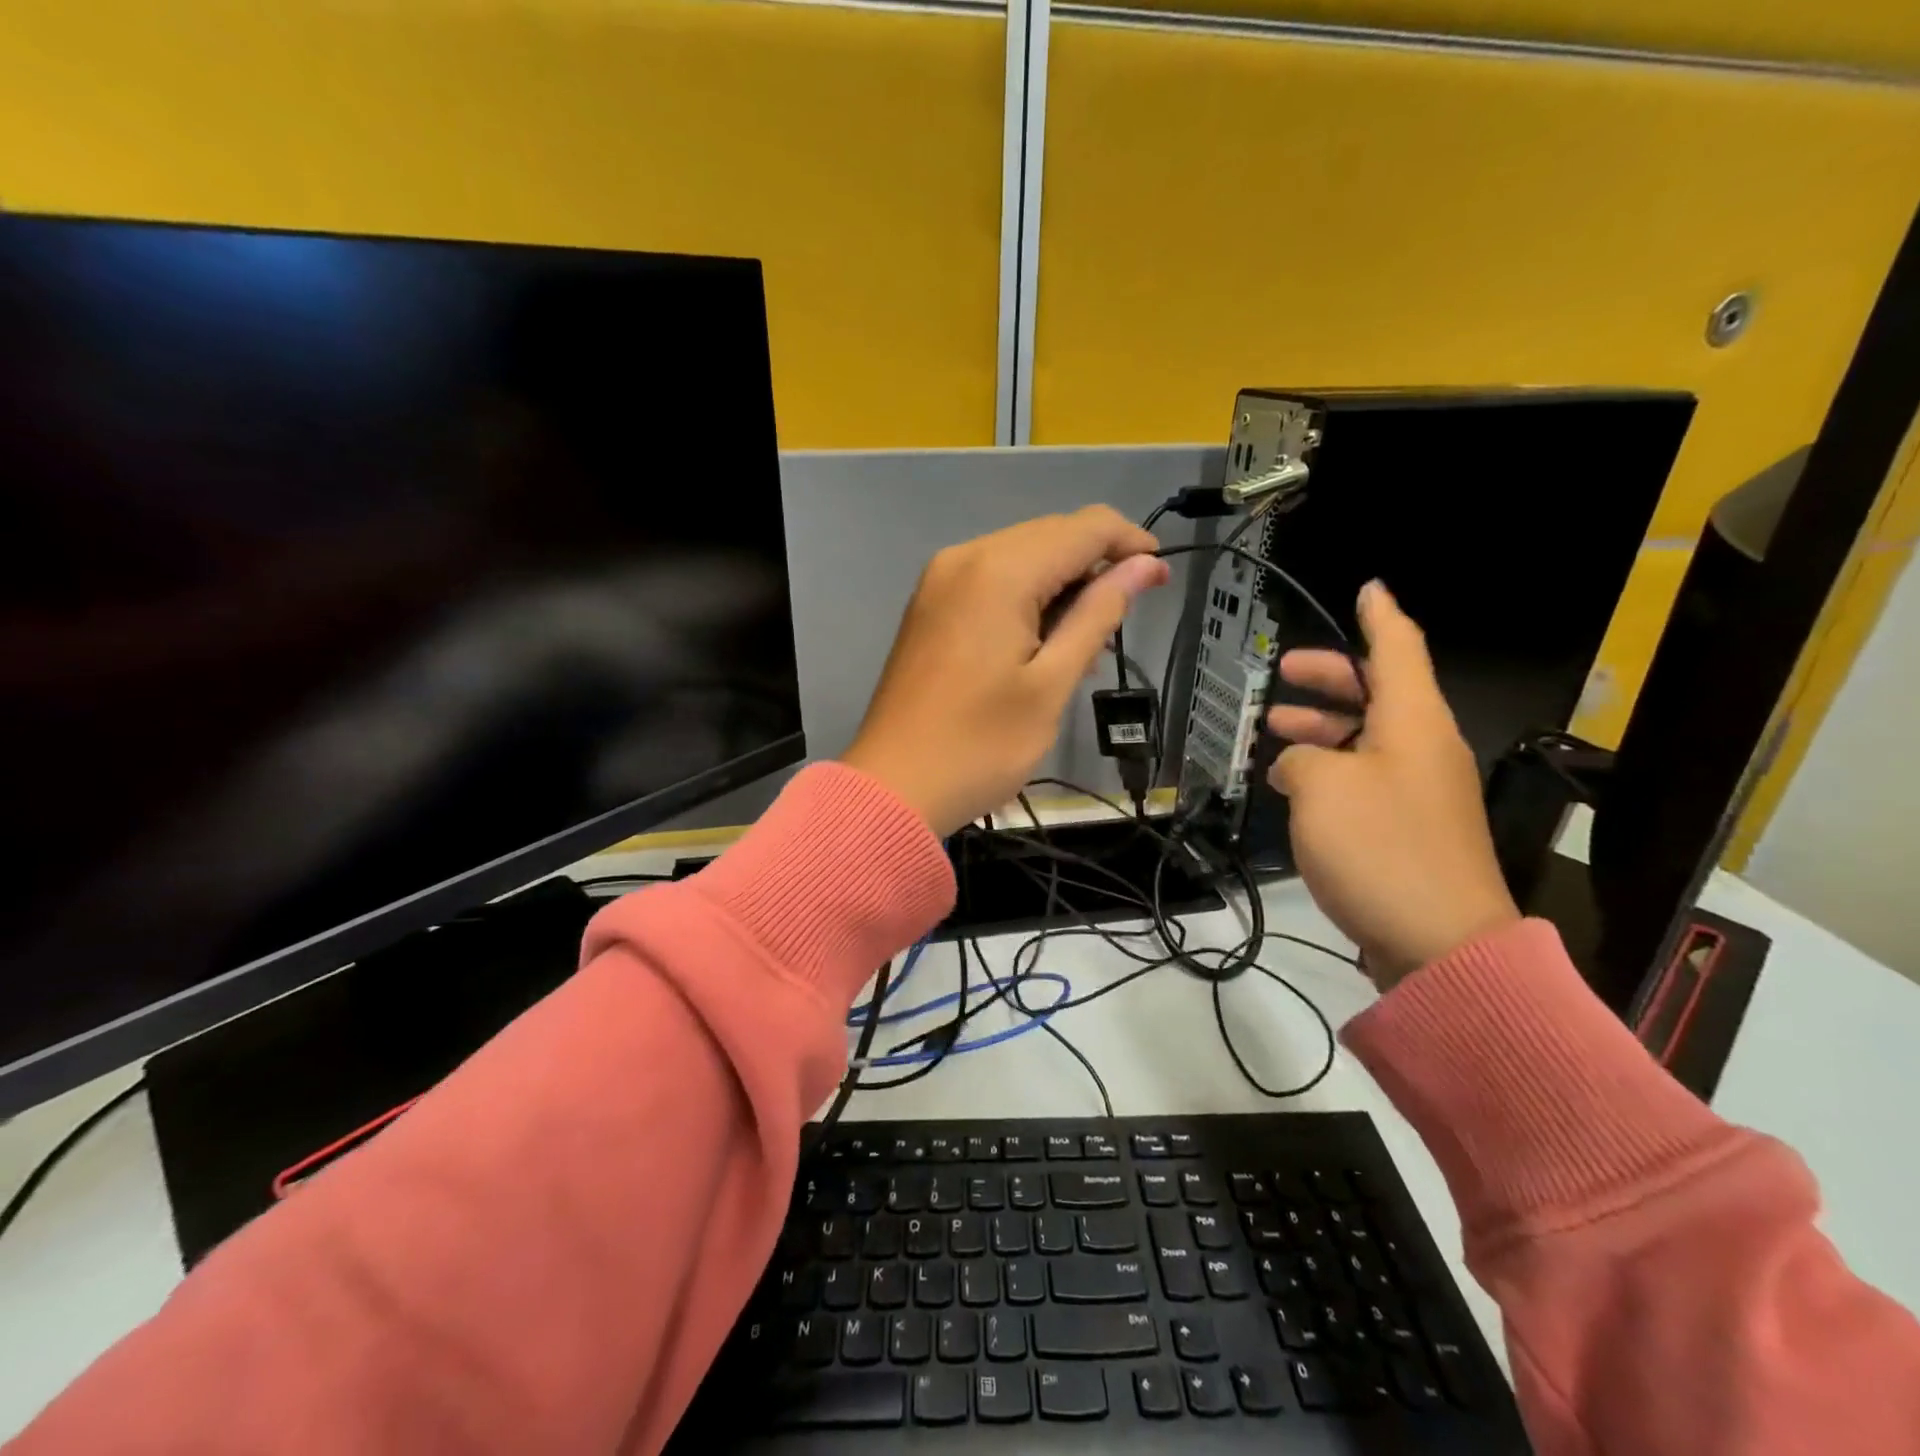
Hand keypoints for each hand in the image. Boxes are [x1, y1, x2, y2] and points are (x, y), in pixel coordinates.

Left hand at [843, 507, 1168, 836]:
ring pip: (1020, 558)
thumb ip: (1098, 614)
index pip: (1082, 527)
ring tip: (1086, 647)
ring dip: (1061, 587)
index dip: (1129, 543)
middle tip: (1123, 622)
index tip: (1160, 578)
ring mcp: (939, 581)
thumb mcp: (1051, 683)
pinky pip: (991, 582)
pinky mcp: (929, 606)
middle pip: (1049, 536)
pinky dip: (1026, 600)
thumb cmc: (980, 745)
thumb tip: (1143, 565)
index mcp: (998, 571)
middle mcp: (964, 558)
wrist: (893, 788)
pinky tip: (1043, 643)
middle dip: (1095, 567)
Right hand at [1266, 580, 1518, 989]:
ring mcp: (1421, 791)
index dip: (1378, 616)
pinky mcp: (1411, 829)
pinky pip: (1367, 778)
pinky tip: (1294, 785)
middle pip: (1379, 692)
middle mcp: (1424, 747)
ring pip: (1368, 738)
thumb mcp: (1321, 788)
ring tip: (1273, 731)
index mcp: (1413, 722)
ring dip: (1323, 728)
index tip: (1367, 588)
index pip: (1398, 648)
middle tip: (1284, 672)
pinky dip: (1331, 769)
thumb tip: (1301, 763)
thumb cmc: (1380, 847)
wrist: (1441, 944)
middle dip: (1330, 678)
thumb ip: (1301, 757)